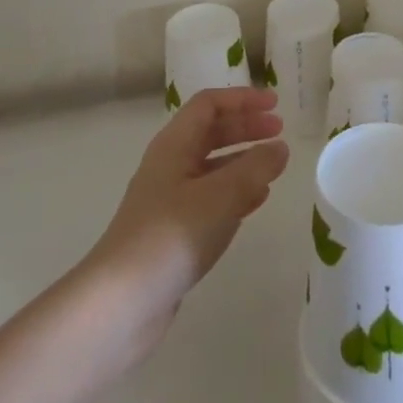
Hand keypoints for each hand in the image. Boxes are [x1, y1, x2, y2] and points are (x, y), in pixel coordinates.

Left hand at [82, 87, 289, 361]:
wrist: (121, 303)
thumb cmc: (171, 236)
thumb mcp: (220, 196)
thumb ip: (254, 168)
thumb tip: (279, 148)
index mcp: (174, 145)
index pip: (209, 104)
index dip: (242, 99)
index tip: (275, 105)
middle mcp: (170, 165)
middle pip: (211, 132)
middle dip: (246, 128)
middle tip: (281, 133)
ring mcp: (169, 199)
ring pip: (212, 167)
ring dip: (243, 160)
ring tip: (274, 167)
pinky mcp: (173, 232)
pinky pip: (210, 198)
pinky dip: (235, 193)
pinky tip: (256, 202)